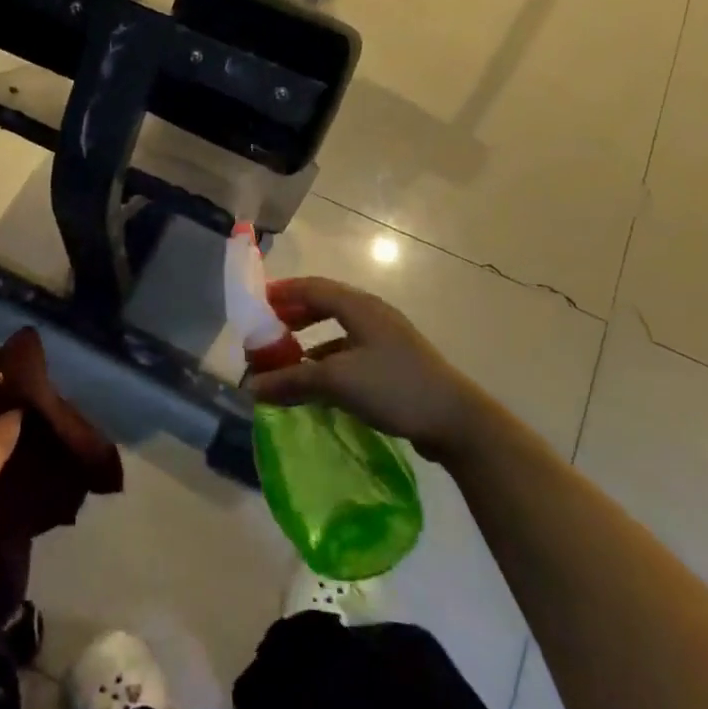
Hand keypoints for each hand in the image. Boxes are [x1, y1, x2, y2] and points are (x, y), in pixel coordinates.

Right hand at [250, 277, 486, 465]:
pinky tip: (317, 383)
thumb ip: (291, 380)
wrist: (456, 420)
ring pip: (337, 330)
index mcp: (359, 306)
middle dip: (292, 316)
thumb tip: (251, 387)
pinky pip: (350, 352)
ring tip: (286, 358)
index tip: (255, 304)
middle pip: (323, 305)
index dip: (281, 293)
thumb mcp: (337, 381)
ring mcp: (385, 339)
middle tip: (266, 332)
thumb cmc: (394, 387)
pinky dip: (327, 361)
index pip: (311, 288)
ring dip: (309, 341)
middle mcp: (372, 314)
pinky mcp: (393, 363)